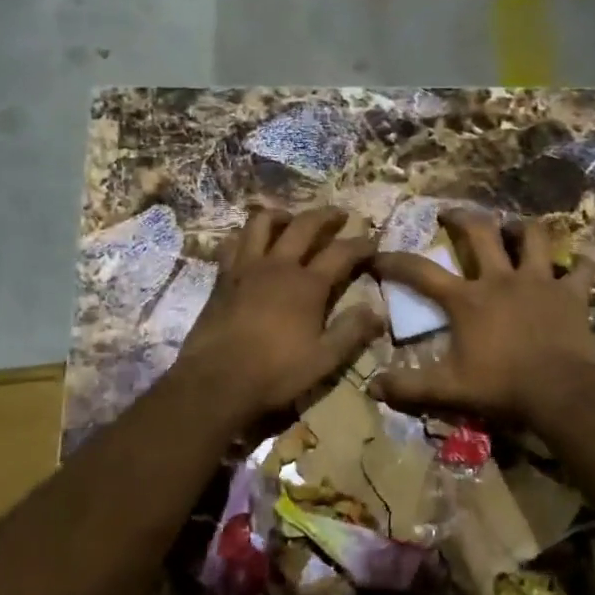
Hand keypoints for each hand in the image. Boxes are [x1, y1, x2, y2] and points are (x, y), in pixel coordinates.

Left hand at [172, 206, 380, 425]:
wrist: (216, 380)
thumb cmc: (275, 373)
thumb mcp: (323, 360)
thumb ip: (352, 332)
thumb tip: (378, 312)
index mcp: (307, 285)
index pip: (341, 253)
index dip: (360, 244)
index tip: (373, 241)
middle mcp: (279, 266)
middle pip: (304, 225)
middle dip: (326, 215)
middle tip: (339, 214)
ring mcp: (247, 267)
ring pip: (262, 223)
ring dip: (281, 215)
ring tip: (291, 219)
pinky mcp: (223, 277)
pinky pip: (233, 243)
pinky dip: (245, 236)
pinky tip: (250, 243)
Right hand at [370, 208, 594, 428]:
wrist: (561, 393)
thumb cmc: (502, 387)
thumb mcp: (449, 390)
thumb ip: (409, 387)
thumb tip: (372, 386)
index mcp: (467, 299)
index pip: (421, 272)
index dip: (396, 261)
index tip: (378, 256)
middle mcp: (501, 279)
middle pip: (481, 232)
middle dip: (462, 217)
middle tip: (451, 213)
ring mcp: (540, 282)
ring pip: (533, 237)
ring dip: (523, 229)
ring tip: (516, 229)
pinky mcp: (572, 294)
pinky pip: (583, 268)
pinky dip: (581, 263)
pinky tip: (578, 264)